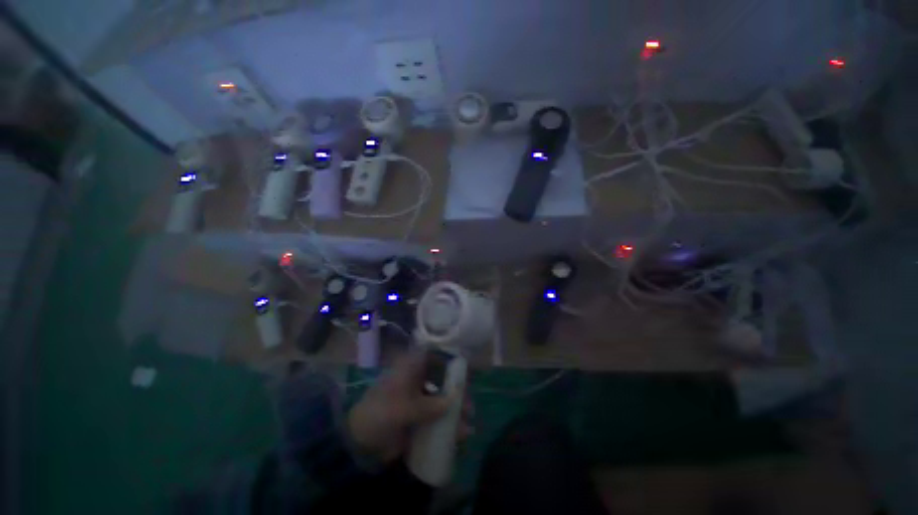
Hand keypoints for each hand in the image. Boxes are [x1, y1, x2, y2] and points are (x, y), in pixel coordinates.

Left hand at [347, 351, 473, 463]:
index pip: (434, 356)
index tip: (464, 372)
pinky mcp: (419, 415)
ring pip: (442, 398)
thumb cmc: (380, 414)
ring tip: (468, 422)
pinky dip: (448, 423)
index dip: (449, 361)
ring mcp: (419, 397)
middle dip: (456, 391)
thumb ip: (431, 405)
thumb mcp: (405, 409)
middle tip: (468, 404)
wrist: (360, 442)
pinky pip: (438, 415)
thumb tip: (455, 399)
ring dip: (455, 409)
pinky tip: (461, 433)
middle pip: (442, 378)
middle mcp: (417, 379)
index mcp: (410, 369)